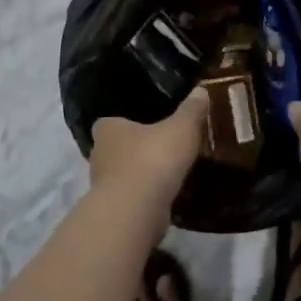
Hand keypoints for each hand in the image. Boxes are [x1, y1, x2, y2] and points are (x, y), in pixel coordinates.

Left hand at [89, 87, 209, 215]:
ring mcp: (103, 186)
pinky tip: (165, 196)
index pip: (109, 122)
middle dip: (134, 149)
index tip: (145, 125)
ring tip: (166, 172)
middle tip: (160, 147)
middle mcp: (99, 155)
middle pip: (116, 149)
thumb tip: (201, 89)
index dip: (126, 123)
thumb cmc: (153, 159)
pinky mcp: (114, 210)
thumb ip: (191, 110)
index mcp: (108, 130)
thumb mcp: (181, 128)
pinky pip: (132, 198)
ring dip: (140, 175)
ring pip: (123, 175)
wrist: (136, 210)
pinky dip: (145, 197)